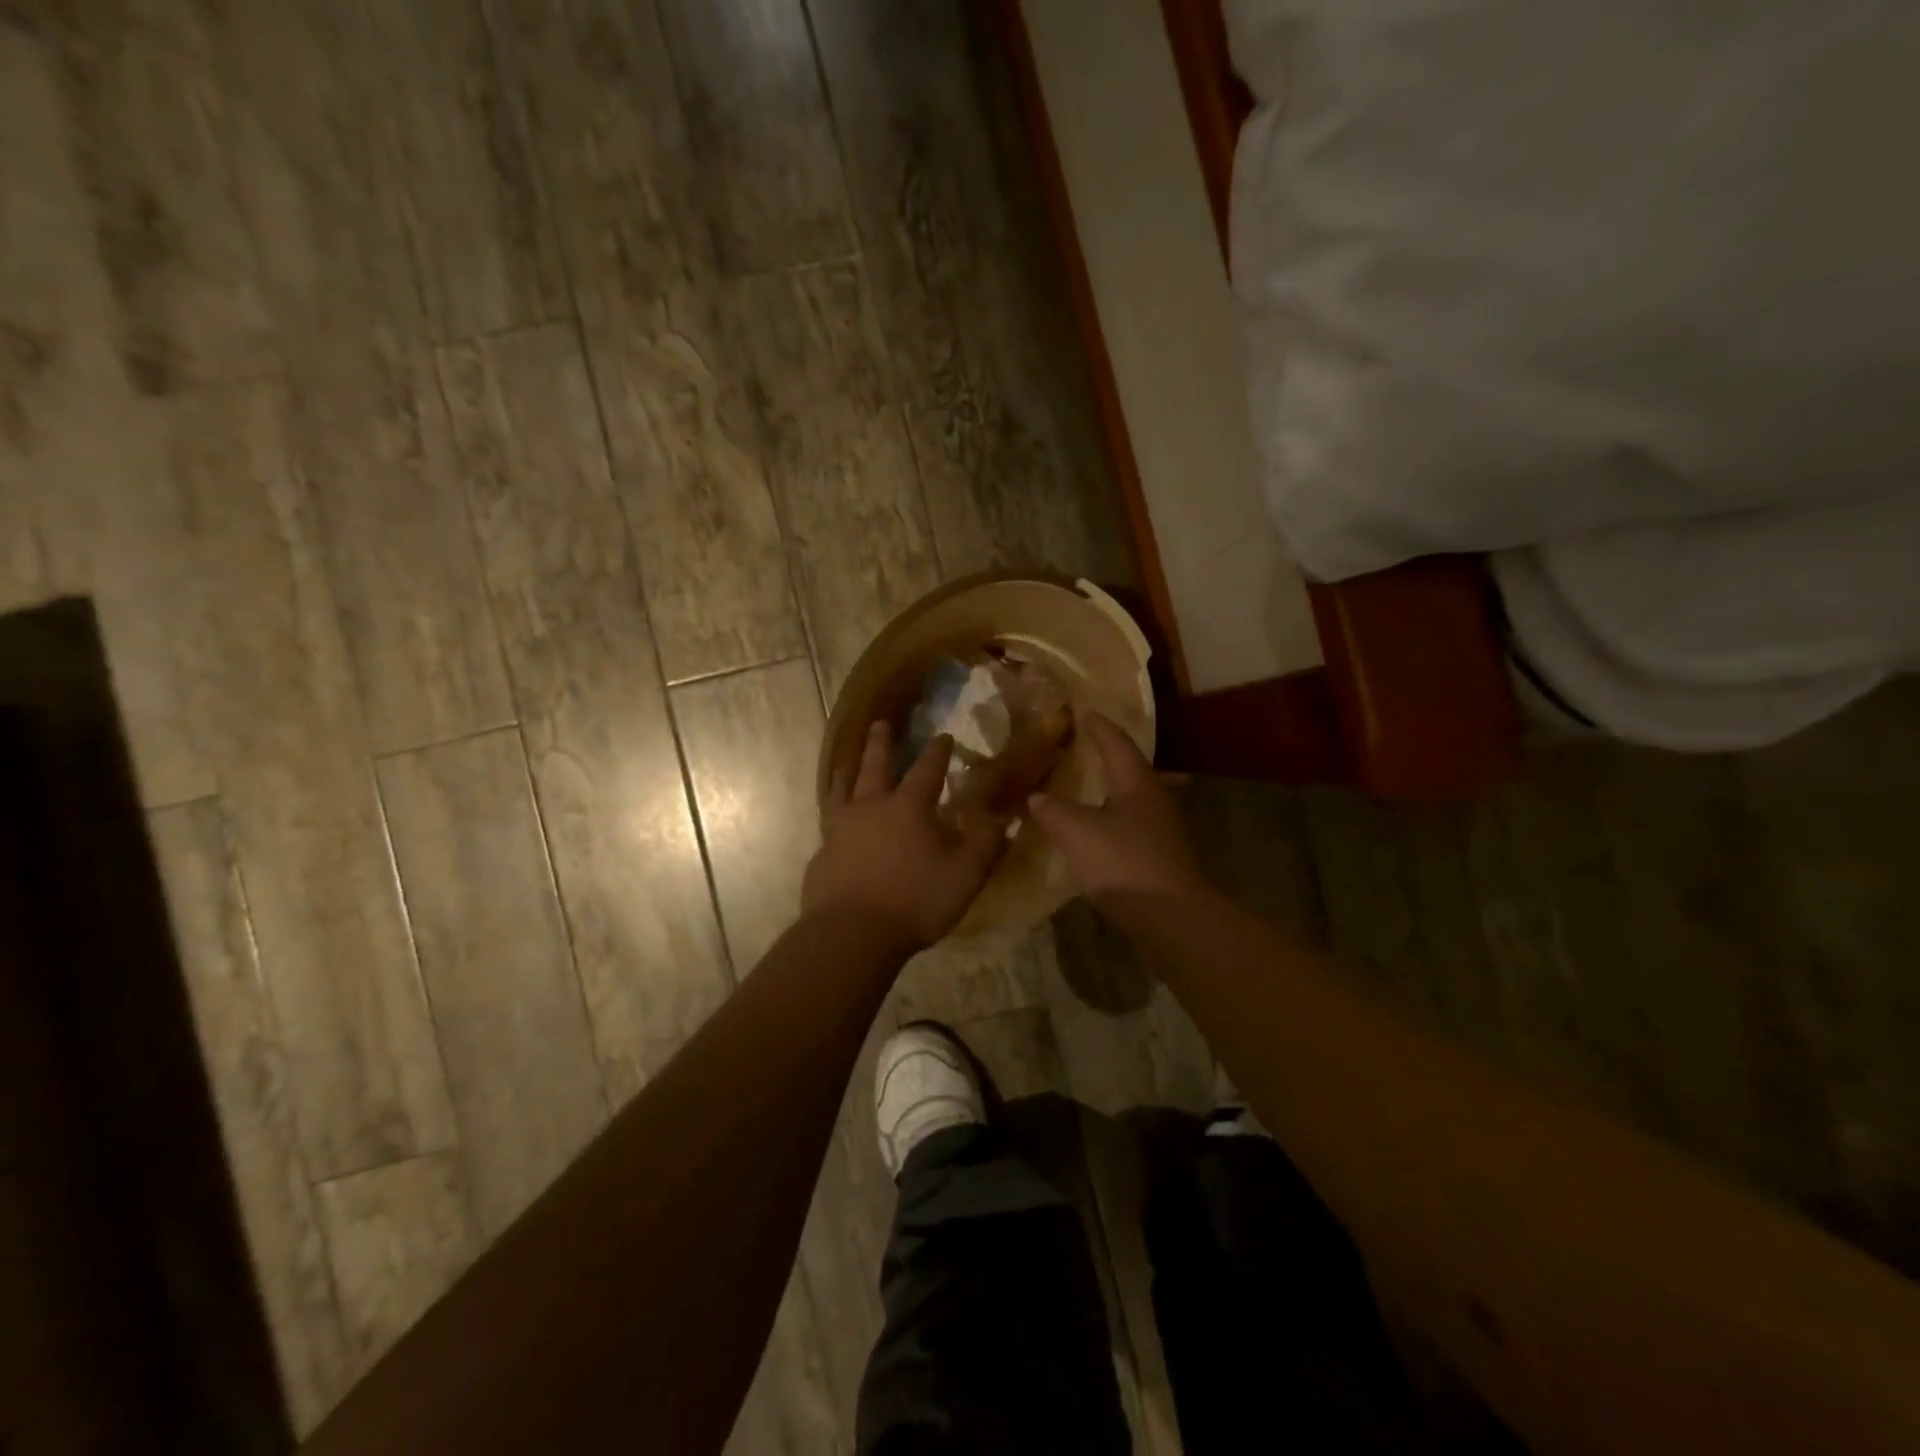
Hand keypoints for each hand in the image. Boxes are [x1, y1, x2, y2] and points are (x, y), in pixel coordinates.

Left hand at [803, 722, 1006, 951]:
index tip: (944, 735)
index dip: (938, 751)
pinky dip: (833, 809)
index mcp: (908, 807)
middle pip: (874, 766)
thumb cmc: (915, 901)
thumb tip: (998, 814)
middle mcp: (870, 807)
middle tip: (880, 723)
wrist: (852, 935)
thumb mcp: (966, 874)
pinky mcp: (822, 852)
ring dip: (848, 769)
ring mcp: (840, 829)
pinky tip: (834, 818)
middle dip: (881, 743)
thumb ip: (985, 841)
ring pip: (841, 788)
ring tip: (847, 761)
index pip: (927, 769)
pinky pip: (828, 820)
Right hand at [1027, 712, 1208, 902]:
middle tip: (1077, 746)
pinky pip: (1127, 825)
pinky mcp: (1158, 857)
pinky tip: (1091, 830)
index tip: (1083, 711)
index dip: (1098, 727)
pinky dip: (1106, 819)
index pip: (1117, 743)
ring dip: (1105, 790)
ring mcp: (1160, 830)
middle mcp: (1154, 800)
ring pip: (1128, 799)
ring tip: (1079, 786)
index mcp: (1138, 783)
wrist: (1172, 919)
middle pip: (1128, 768)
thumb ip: (1054, 811)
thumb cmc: (1126, 865)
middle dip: (1103, 755)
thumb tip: (1035, 797)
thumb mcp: (1079, 833)